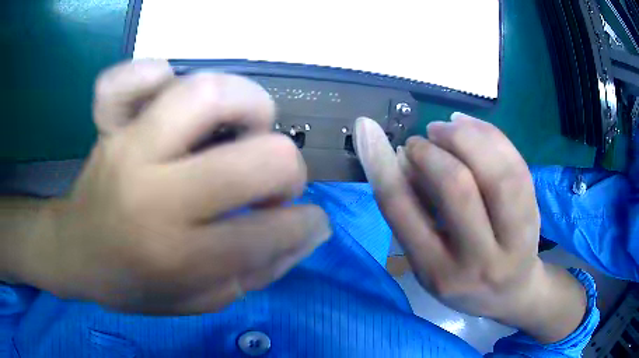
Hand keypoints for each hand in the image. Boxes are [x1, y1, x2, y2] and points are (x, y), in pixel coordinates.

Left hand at [20, 60, 330, 314]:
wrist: (75, 252)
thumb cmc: (134, 285)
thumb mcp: (200, 301)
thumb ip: (257, 273)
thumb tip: (305, 233)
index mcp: (181, 256)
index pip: (273, 233)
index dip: (308, 224)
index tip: (307, 222)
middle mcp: (156, 196)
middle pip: (258, 158)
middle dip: (288, 170)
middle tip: (275, 181)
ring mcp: (129, 148)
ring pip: (207, 94)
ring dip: (248, 105)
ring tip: (244, 127)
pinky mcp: (110, 124)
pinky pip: (133, 77)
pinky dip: (157, 73)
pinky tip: (168, 91)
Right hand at [355, 114, 585, 342]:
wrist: (510, 293)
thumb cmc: (462, 279)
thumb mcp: (427, 261)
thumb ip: (413, 213)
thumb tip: (402, 159)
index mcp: (436, 271)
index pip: (403, 211)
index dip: (380, 163)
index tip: (367, 128)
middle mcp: (477, 261)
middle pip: (457, 187)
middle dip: (432, 151)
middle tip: (421, 140)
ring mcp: (514, 239)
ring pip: (496, 173)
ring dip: (466, 137)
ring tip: (447, 128)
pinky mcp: (535, 217)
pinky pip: (518, 166)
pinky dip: (491, 136)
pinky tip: (471, 125)